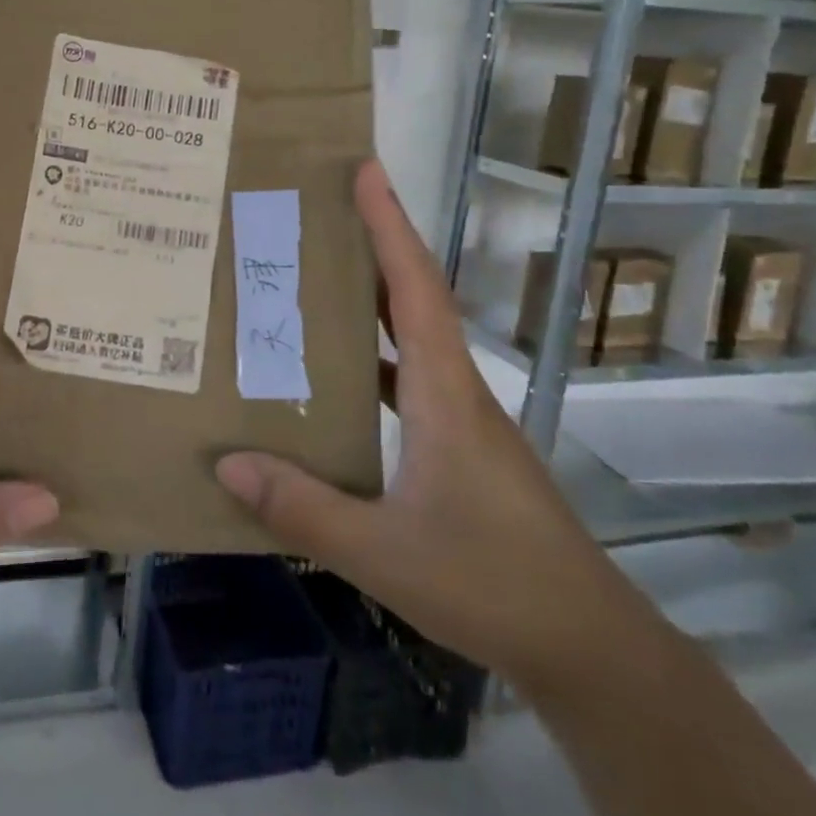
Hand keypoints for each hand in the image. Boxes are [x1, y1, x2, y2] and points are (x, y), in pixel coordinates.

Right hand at [216, 161, 646, 690]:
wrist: (587, 645)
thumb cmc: (491, 583)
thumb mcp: (384, 552)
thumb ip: (303, 509)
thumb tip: (228, 461)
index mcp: (444, 391)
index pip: (415, 286)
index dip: (389, 224)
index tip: (365, 170)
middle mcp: (456, 389)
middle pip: (415, 295)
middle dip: (375, 242)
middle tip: (321, 210)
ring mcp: (462, 418)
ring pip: (413, 336)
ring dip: (373, 298)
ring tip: (315, 278)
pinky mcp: (461, 446)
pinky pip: (410, 378)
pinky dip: (375, 358)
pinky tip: (336, 379)